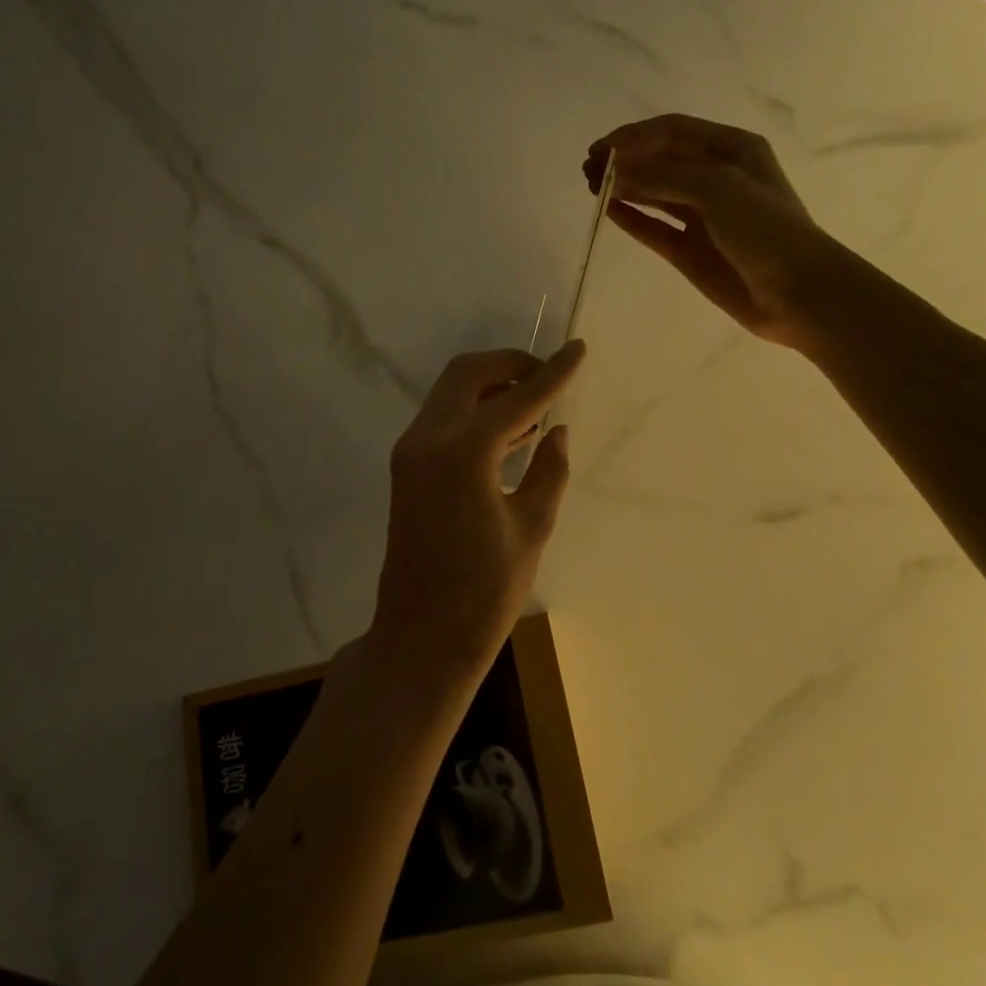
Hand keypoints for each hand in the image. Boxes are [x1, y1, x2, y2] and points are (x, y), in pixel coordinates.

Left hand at [370, 340, 585, 678]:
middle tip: (547, 375)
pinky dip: (474, 411)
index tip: (578, 348)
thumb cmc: (485, 591)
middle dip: (510, 364)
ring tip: (535, 402)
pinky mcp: (406, 468)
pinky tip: (510, 431)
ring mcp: (411, 452)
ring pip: (450, 392)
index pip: (517, 398)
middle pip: (467, 374)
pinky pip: (442, 419)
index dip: (553, 372)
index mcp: (463, 452)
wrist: (421, 637)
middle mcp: (428, 439)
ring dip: (490, 386)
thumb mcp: (531, 528)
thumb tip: (556, 431)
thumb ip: (548, 470)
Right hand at [586, 115, 833, 350]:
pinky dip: (633, 219)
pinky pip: (656, 228)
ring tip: (591, 186)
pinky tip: (609, 211)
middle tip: (588, 170)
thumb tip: (614, 172)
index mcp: (732, 149)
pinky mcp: (691, 250)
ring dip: (625, 187)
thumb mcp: (717, 188)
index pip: (673, 132)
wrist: (798, 292)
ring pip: (655, 193)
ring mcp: (703, 216)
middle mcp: (716, 177)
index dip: (634, 137)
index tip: (600, 149)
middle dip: (625, 160)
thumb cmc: (765, 229)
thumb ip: (663, 176)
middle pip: (661, 160)